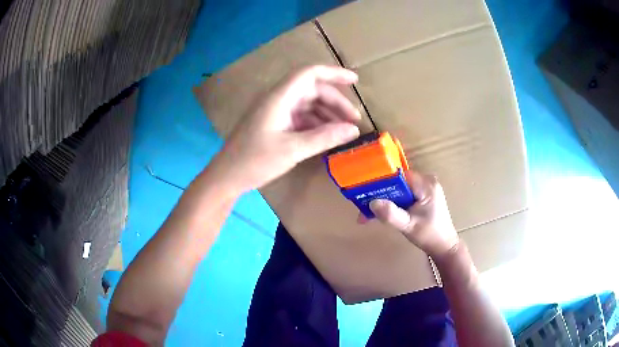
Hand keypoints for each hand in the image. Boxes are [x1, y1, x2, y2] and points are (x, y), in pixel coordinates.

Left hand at [213, 65, 361, 192]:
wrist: (227, 176)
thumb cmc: (255, 161)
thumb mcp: (293, 149)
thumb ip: (325, 137)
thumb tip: (354, 130)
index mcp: (280, 97)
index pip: (310, 74)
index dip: (334, 73)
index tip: (355, 81)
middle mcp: (278, 99)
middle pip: (312, 90)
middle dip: (335, 102)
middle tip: (354, 120)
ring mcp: (275, 111)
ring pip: (307, 104)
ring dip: (327, 114)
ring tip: (344, 130)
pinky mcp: (274, 123)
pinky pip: (300, 117)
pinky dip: (315, 124)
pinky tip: (326, 136)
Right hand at [358, 171, 459, 259]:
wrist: (444, 247)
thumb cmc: (429, 236)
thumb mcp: (409, 226)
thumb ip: (391, 214)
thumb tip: (372, 202)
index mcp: (426, 184)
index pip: (399, 176)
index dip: (381, 182)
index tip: (365, 193)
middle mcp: (426, 181)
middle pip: (397, 182)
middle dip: (380, 195)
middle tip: (363, 208)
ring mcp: (425, 188)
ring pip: (398, 189)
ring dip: (384, 201)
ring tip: (368, 214)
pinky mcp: (422, 196)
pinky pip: (403, 195)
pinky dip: (392, 204)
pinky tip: (382, 214)